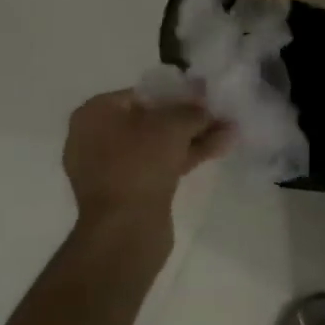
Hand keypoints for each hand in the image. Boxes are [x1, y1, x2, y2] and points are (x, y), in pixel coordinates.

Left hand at [62, 90, 231, 240]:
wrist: (124, 231)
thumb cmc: (140, 164)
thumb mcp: (172, 126)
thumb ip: (193, 110)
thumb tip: (206, 105)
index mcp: (94, 113)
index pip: (141, 93)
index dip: (177, 93)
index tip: (205, 97)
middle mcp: (95, 137)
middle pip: (151, 120)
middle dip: (188, 118)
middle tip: (220, 114)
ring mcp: (110, 168)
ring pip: (158, 145)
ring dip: (192, 138)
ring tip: (230, 130)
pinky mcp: (126, 192)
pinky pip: (157, 165)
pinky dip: (184, 157)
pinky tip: (219, 148)